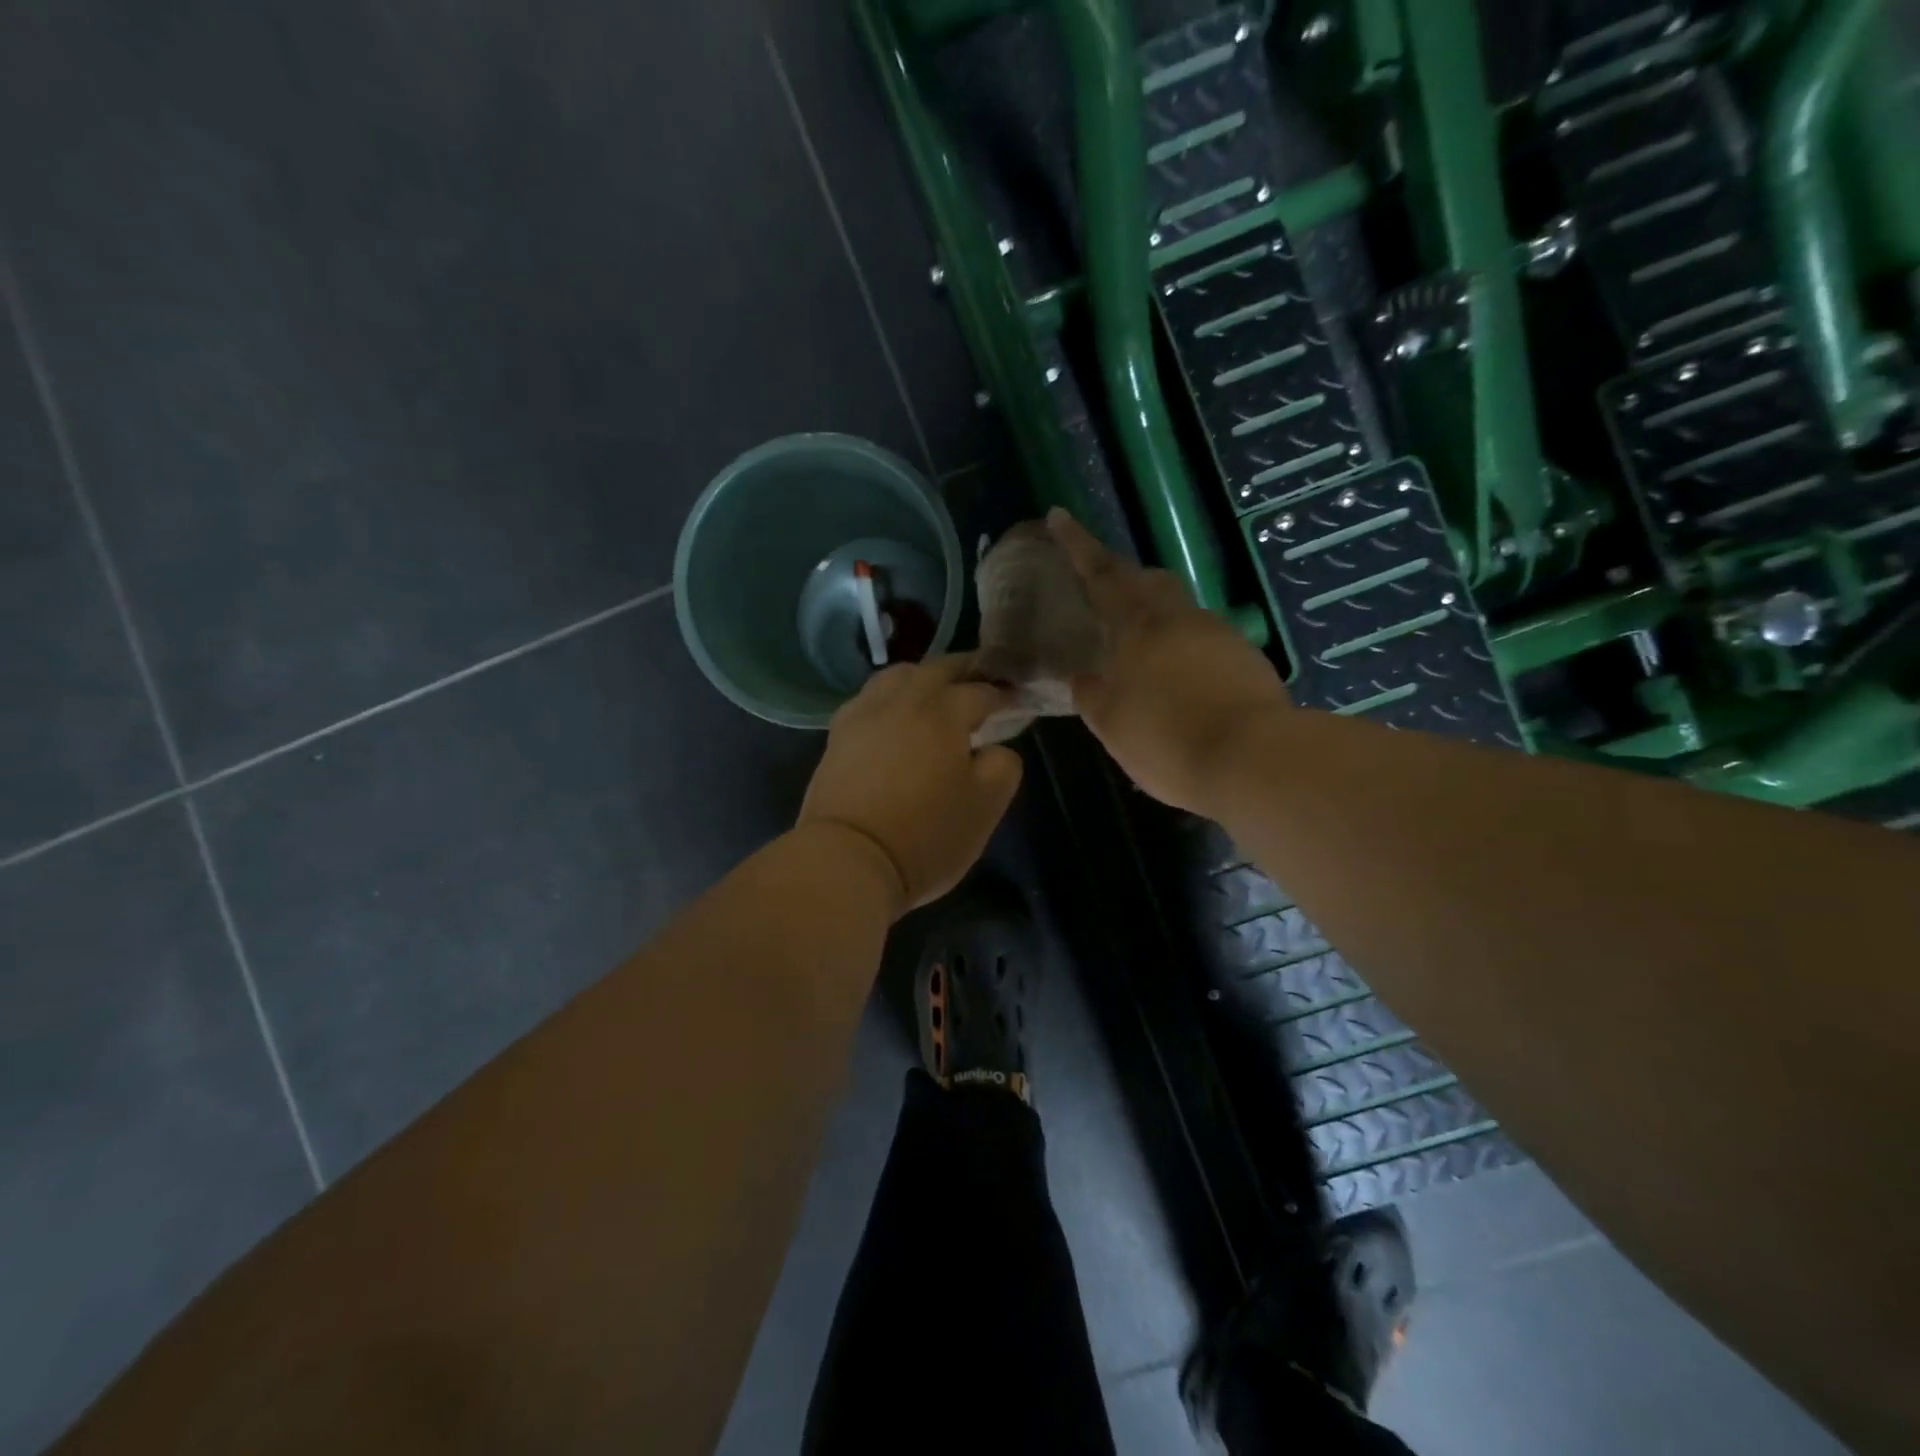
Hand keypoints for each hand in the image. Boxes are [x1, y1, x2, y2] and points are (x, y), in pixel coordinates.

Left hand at [798, 655, 1024, 913]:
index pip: (981, 691)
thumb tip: (994, 750)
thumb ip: (1002, 766)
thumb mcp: (986, 806)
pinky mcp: (837, 737)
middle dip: (964, 671)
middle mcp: (901, 701)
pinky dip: (890, 698)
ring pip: (897, 677)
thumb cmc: (926, 835)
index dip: (1004, 695)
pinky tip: (894, 717)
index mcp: (943, 711)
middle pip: (936, 669)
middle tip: (983, 682)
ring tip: (936, 694)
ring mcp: (863, 715)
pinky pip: (869, 700)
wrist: (847, 860)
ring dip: (923, 678)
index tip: (1017, 701)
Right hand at [1047, 508, 1287, 814]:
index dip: (1078, 546)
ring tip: (1139, 648)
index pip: (1101, 575)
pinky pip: (1203, 639)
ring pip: (1178, 609)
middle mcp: (1180, 619)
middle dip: (1123, 576)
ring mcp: (1219, 635)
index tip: (1059, 516)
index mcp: (1139, 627)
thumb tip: (1083, 677)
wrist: (1253, 760)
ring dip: (1155, 615)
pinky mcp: (1246, 658)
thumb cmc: (1168, 740)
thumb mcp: (1112, 725)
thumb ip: (1092, 695)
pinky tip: (1177, 680)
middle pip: (1148, 580)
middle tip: (1103, 589)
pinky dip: (1182, 648)